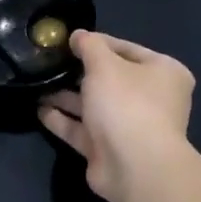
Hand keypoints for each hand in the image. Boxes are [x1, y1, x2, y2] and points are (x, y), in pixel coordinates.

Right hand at [39, 31, 195, 201]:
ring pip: (93, 105)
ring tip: (37, 84)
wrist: (134, 166)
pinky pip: (82, 129)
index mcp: (163, 73)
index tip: (68, 41)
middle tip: (49, 62)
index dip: (97, 43)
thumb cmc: (127, 104)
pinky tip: (39, 109)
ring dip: (66, 96)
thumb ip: (89, 46)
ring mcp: (129, 127)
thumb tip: (78, 36)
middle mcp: (150, 99)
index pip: (126, 49)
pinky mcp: (108, 150)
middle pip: (109, 79)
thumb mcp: (105, 64)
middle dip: (78, 72)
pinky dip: (62, 119)